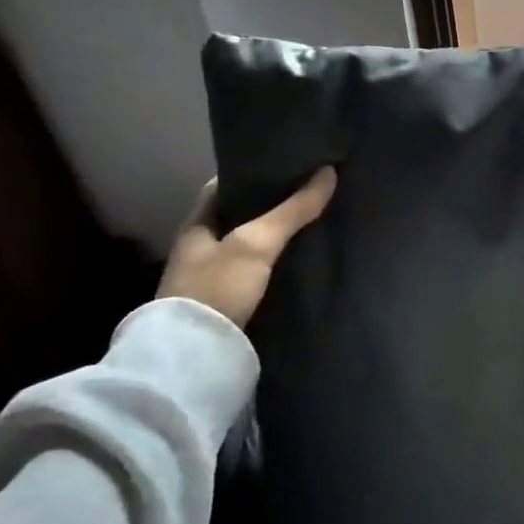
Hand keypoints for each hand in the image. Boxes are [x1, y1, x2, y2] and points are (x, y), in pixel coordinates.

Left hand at [158, 168, 336, 328]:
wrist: (195, 356)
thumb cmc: (218, 287)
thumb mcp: (257, 243)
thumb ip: (292, 210)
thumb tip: (328, 172)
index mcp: (196, 225)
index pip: (222, 187)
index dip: (252, 174)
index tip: (286, 166)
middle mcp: (200, 249)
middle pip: (238, 218)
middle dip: (269, 207)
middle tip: (309, 194)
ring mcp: (212, 279)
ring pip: (249, 247)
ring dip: (274, 239)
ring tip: (313, 225)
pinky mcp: (227, 305)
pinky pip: (256, 274)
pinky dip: (275, 265)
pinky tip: (300, 263)